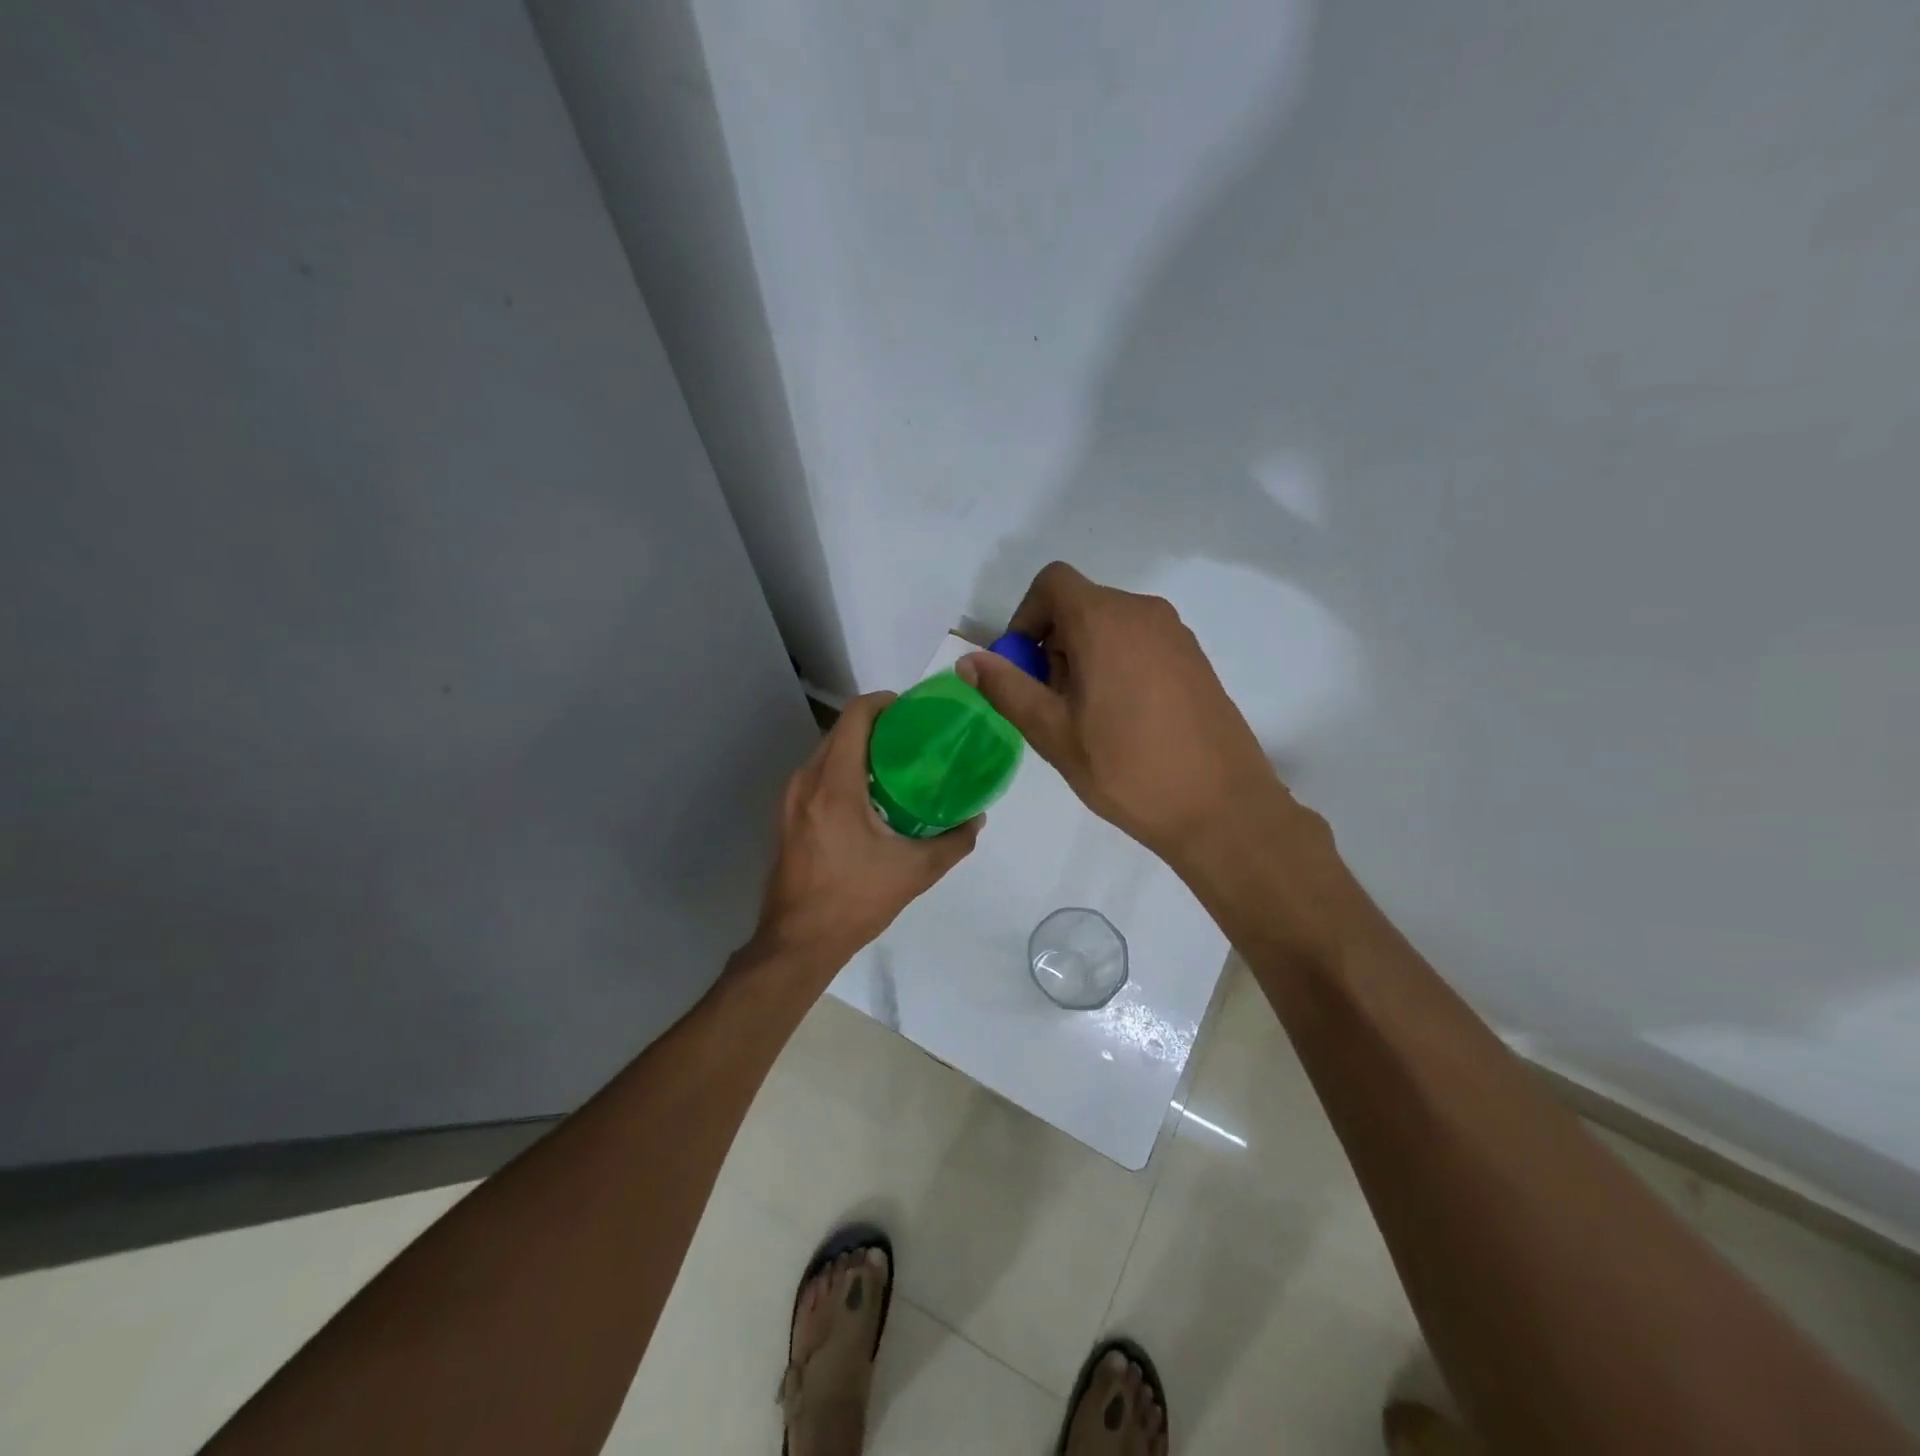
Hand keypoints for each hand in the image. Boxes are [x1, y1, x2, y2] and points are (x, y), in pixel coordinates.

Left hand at [754, 691, 982, 968]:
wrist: (798, 941)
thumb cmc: (855, 901)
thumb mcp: (915, 872)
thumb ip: (953, 841)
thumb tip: (977, 818)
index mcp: (835, 785)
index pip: (855, 716)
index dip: (884, 703)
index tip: (913, 711)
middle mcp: (806, 781)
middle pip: (841, 730)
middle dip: (876, 725)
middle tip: (913, 738)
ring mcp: (791, 798)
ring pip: (826, 751)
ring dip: (858, 747)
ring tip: (896, 763)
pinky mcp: (787, 815)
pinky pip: (817, 774)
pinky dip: (843, 769)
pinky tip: (871, 793)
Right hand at [957, 562, 1298, 867]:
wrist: (1221, 807)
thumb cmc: (1126, 769)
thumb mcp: (1053, 732)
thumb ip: (1007, 689)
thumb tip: (968, 660)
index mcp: (1104, 620)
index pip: (1052, 583)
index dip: (1026, 617)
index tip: (1024, 667)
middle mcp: (1143, 612)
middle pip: (1080, 605)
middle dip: (1053, 645)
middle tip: (1052, 705)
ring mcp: (1176, 634)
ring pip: (1110, 626)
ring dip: (1084, 657)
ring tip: (1087, 718)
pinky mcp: (1195, 658)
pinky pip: (1140, 643)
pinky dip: (1117, 664)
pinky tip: (1124, 720)